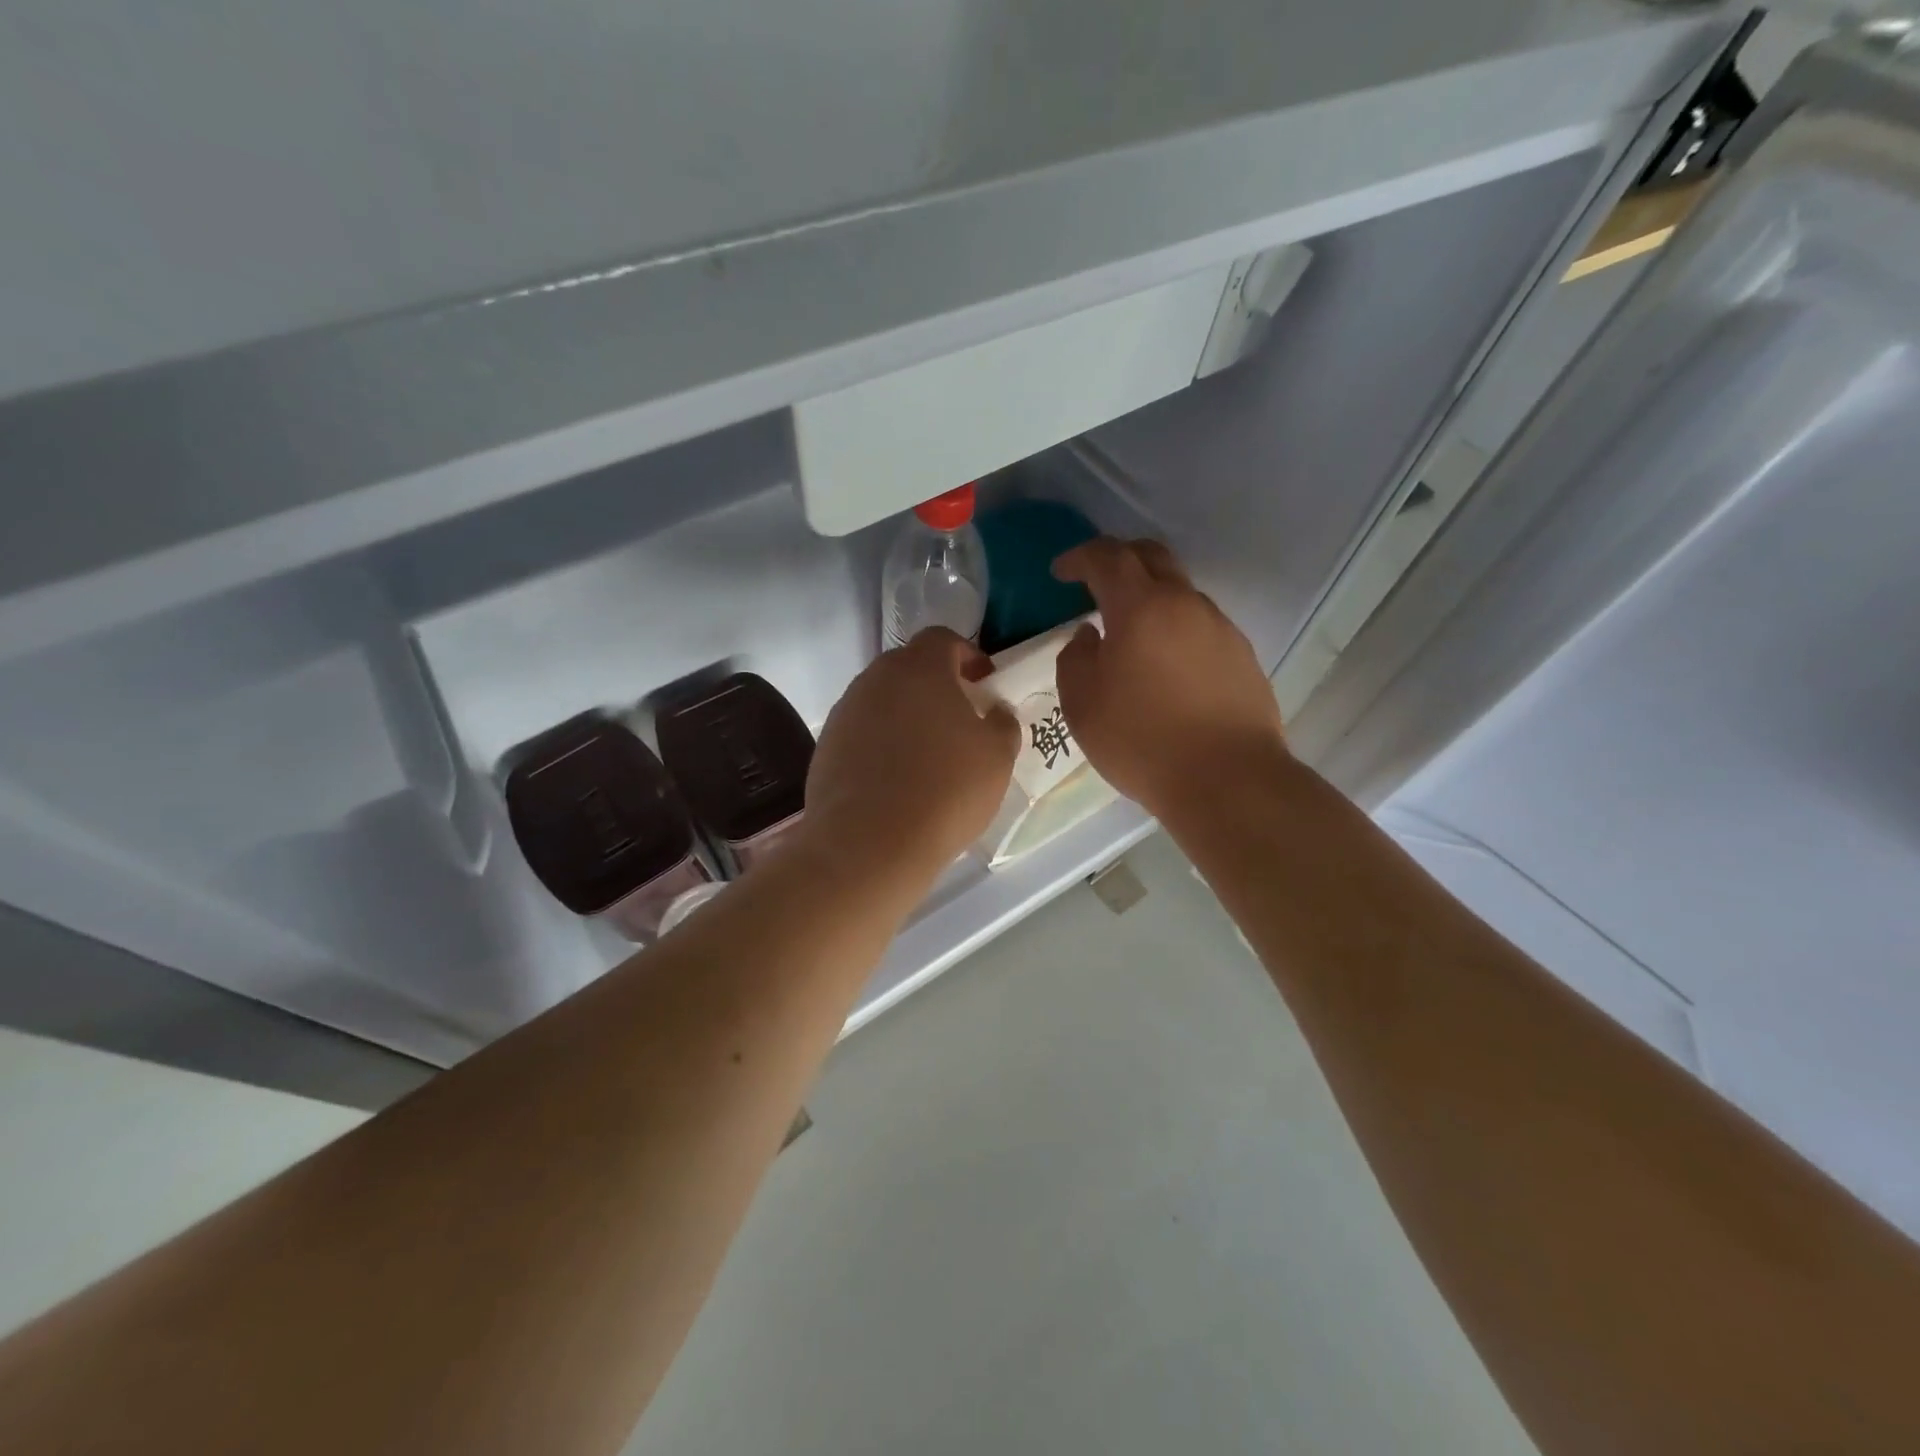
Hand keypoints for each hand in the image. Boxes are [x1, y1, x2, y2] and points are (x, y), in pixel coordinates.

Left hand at [803, 629, 1020, 881]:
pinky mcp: (826, 747)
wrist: (869, 844)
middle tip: (959, 719)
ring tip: (927, 754)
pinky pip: (862, 732)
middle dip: (936, 685)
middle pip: (909, 667)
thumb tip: (996, 711)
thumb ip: (1003, 723)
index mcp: (919, 668)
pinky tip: (896, 779)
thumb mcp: (997, 756)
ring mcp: (845, 712)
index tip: (983, 683)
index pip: (943, 639)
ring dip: (907, 715)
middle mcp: (875, 679)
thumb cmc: (945, 790)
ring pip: (883, 700)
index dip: (967, 655)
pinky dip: (881, 744)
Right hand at [1053, 537, 1286, 820]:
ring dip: (1151, 598)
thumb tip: (1089, 635)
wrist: (1228, 780)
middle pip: (1152, 557)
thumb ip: (1074, 658)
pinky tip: (1166, 668)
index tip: (1061, 571)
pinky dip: (1176, 629)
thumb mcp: (1081, 704)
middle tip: (1096, 581)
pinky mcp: (1242, 656)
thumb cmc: (1141, 740)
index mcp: (1140, 607)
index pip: (1108, 557)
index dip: (1080, 557)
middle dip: (1120, 559)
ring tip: (1131, 634)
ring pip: (1180, 592)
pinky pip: (1201, 626)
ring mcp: (1220, 628)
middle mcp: (1185, 604)